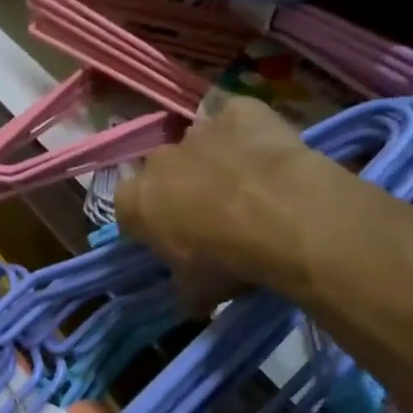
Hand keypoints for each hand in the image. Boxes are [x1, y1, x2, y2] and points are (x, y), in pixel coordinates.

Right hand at [117, 96, 341, 309]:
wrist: (284, 217)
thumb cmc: (227, 260)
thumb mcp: (198, 292)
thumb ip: (185, 291)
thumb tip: (191, 301)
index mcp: (133, 202)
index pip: (128, 211)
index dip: (150, 226)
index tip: (174, 243)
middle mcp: (157, 160)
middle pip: (163, 174)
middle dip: (180, 191)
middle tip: (213, 220)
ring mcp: (198, 130)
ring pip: (199, 145)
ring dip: (214, 161)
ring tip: (248, 189)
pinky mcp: (241, 110)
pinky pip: (237, 118)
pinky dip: (248, 132)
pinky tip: (267, 154)